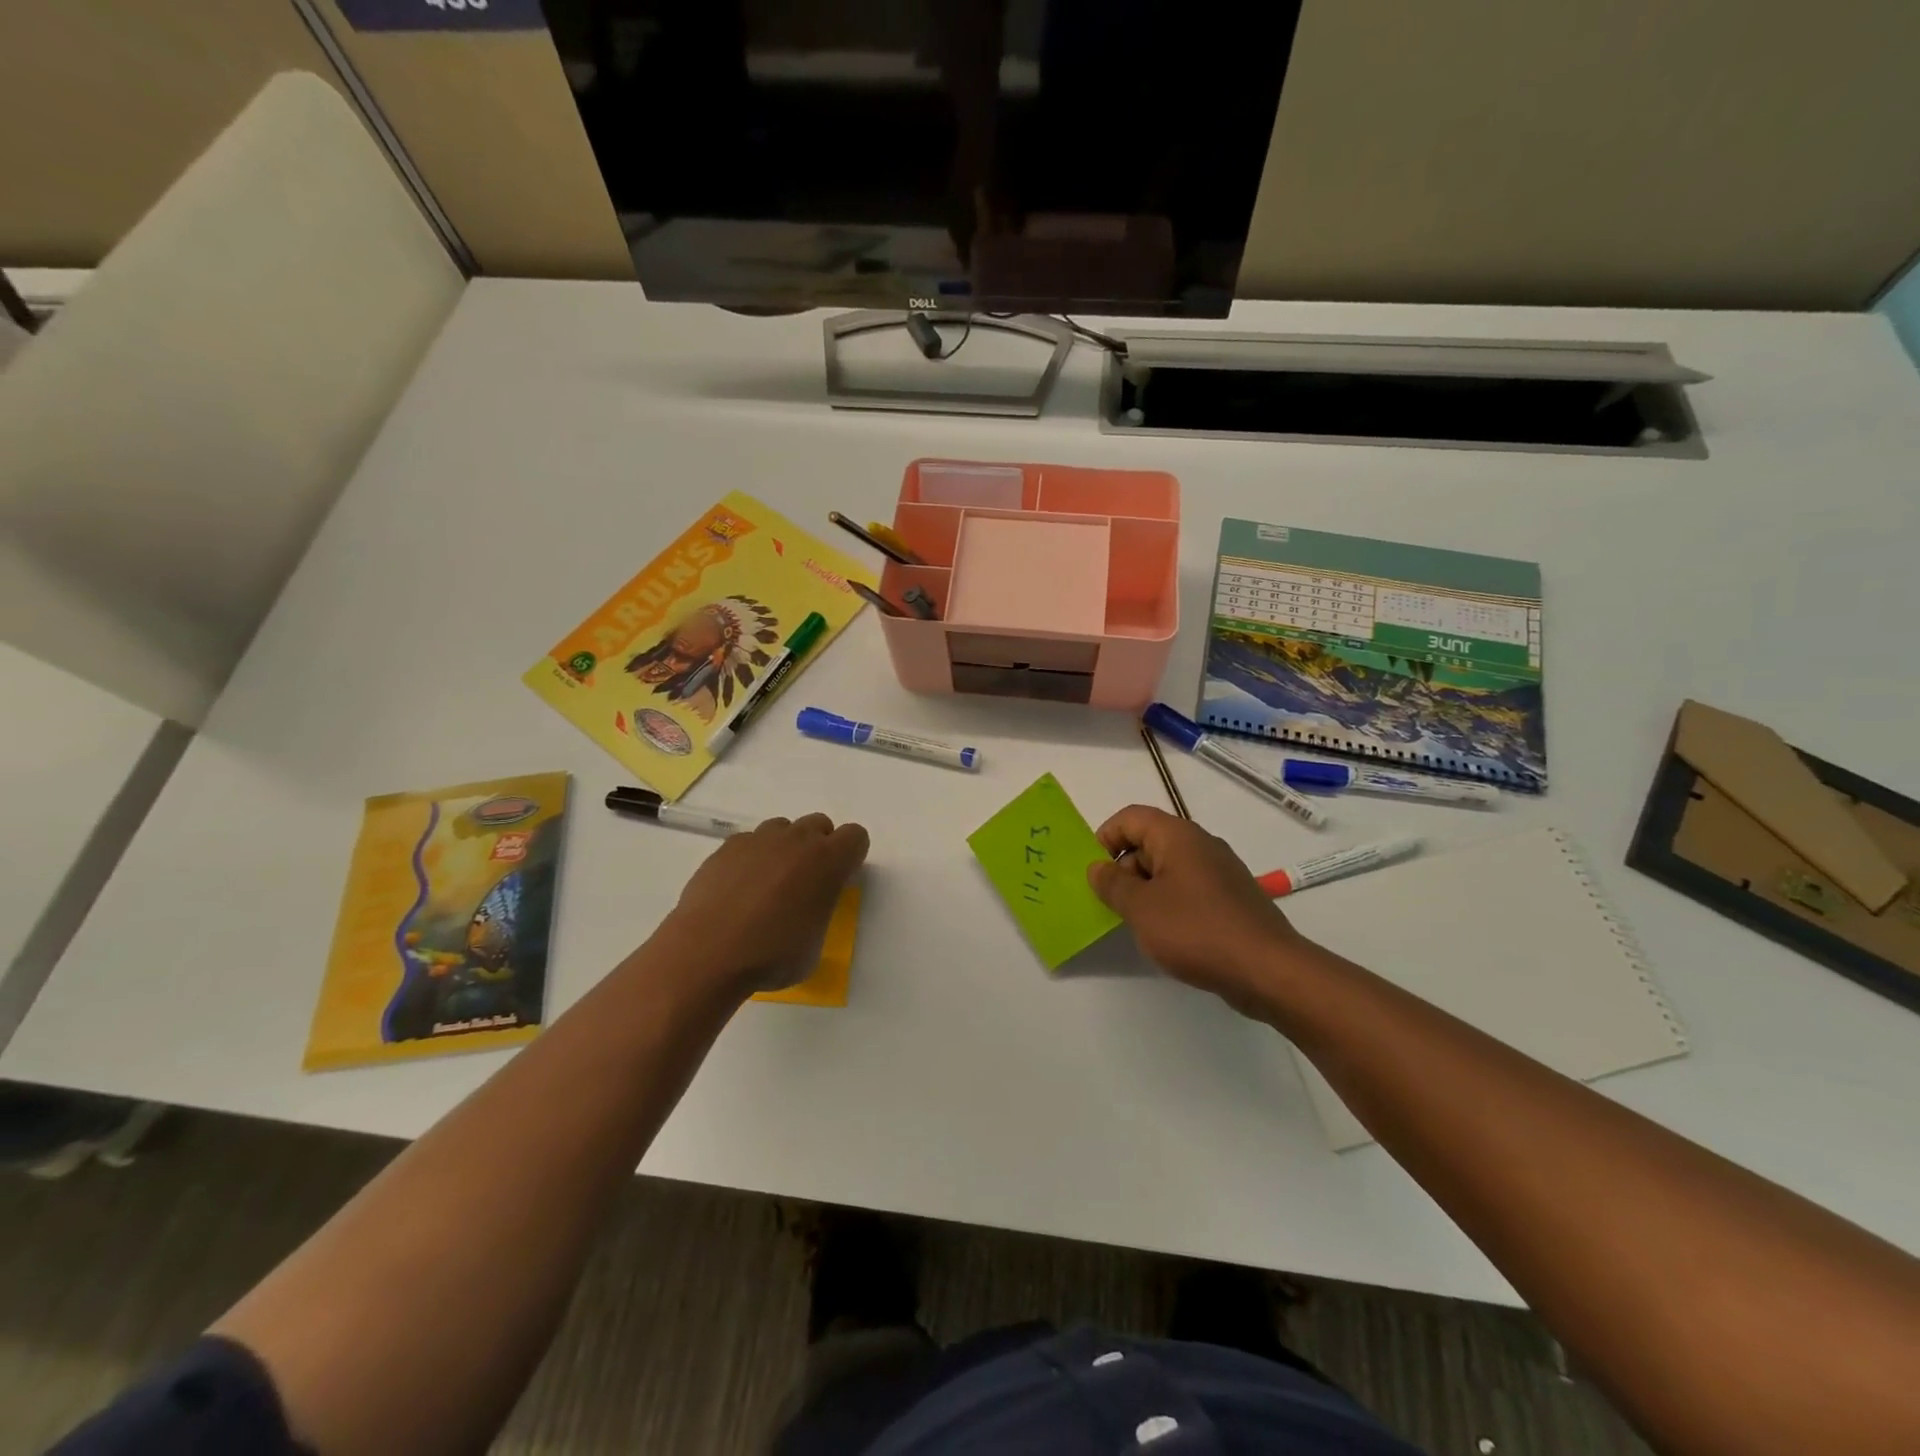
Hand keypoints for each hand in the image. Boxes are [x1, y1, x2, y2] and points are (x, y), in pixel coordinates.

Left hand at [656, 813, 869, 997]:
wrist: (707, 953)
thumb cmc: (771, 956)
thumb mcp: (815, 944)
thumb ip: (819, 912)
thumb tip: (806, 908)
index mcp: (828, 862)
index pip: (856, 836)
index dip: (850, 856)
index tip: (839, 879)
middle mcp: (797, 840)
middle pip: (819, 824)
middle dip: (818, 846)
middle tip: (805, 882)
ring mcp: (759, 839)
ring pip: (783, 828)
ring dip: (784, 848)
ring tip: (769, 883)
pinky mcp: (727, 847)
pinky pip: (749, 842)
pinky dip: (750, 858)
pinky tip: (737, 888)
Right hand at [1087, 806, 1307, 1015]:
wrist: (1267, 969)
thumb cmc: (1196, 930)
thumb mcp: (1140, 908)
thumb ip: (1112, 884)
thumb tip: (1098, 867)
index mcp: (1177, 836)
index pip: (1131, 817)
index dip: (1106, 838)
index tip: (1095, 872)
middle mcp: (1201, 844)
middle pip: (1149, 841)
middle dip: (1125, 868)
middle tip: (1113, 904)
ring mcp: (1220, 871)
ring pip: (1169, 868)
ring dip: (1146, 889)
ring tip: (1138, 923)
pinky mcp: (1231, 898)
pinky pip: (1189, 889)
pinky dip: (1170, 903)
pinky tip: (1168, 935)